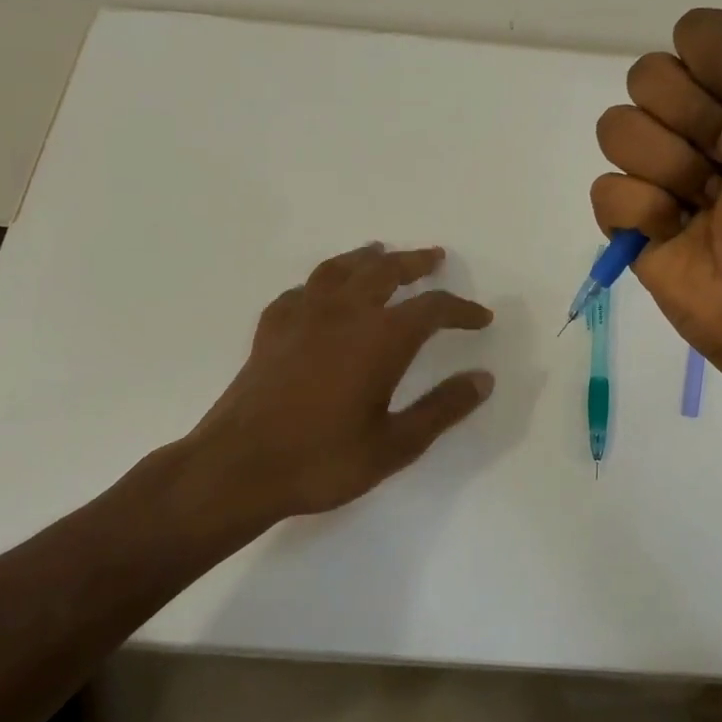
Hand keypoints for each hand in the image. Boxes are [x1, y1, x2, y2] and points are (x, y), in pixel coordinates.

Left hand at [185, 243, 494, 521]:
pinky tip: (321, 294)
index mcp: (380, 339)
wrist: (237, 469)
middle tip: (434, 258)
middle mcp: (344, 314)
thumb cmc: (323, 460)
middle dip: (414, 263)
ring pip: (339, 269)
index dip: (461, 309)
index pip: (432, 309)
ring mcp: (302, 317)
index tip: (481, 317)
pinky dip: (320, 284)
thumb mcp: (395, 445)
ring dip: (366, 258)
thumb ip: (442, 408)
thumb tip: (483, 379)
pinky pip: (301, 291)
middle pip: (385, 272)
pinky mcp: (271, 330)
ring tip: (379, 252)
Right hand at [591, 0, 721, 375]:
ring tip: (707, 204)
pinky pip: (606, 188)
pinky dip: (645, 212)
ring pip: (617, 128)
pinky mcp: (627, 216)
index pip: (693, 31)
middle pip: (646, 75)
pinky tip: (677, 231)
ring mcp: (654, 168)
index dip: (716, 65)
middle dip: (695, 123)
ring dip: (672, 169)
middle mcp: (691, 120)